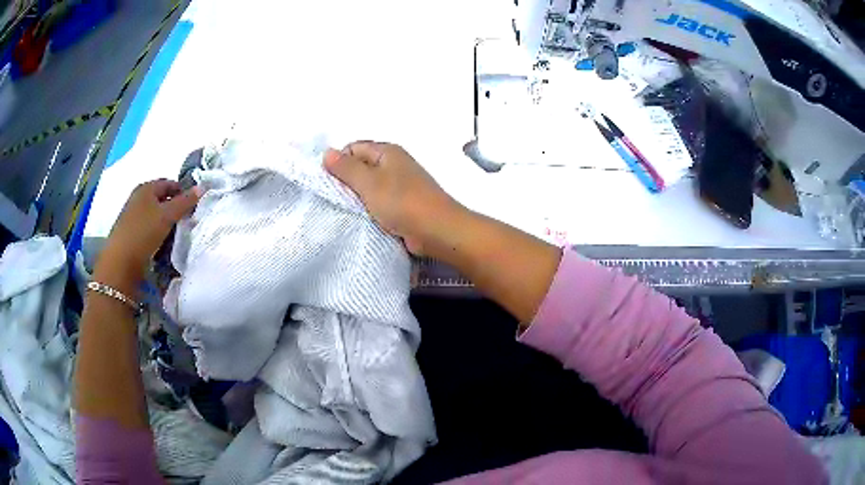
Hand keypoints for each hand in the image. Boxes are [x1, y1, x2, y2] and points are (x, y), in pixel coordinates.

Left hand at [95, 179, 200, 292]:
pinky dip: (157, 233)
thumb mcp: (167, 215)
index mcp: (146, 188)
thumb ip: (185, 202)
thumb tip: (202, 188)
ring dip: (166, 223)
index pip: (169, 183)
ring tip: (176, 235)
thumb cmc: (143, 232)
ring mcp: (132, 216)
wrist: (120, 262)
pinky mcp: (130, 234)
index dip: (183, 192)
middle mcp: (138, 198)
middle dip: (175, 209)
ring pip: (155, 215)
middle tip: (187, 221)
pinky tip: (163, 245)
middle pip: (162, 200)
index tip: (194, 206)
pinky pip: (149, 229)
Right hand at [324, 141, 463, 255]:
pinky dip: (370, 209)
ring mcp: (400, 185)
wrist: (436, 230)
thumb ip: (346, 168)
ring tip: (347, 210)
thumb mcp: (368, 182)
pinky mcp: (403, 204)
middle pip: (361, 167)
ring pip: (369, 187)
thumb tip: (327, 152)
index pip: (353, 148)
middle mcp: (394, 164)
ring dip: (358, 198)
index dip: (339, 162)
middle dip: (347, 181)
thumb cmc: (401, 202)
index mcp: (387, 152)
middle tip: (336, 199)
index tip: (330, 182)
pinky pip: (379, 202)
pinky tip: (362, 219)